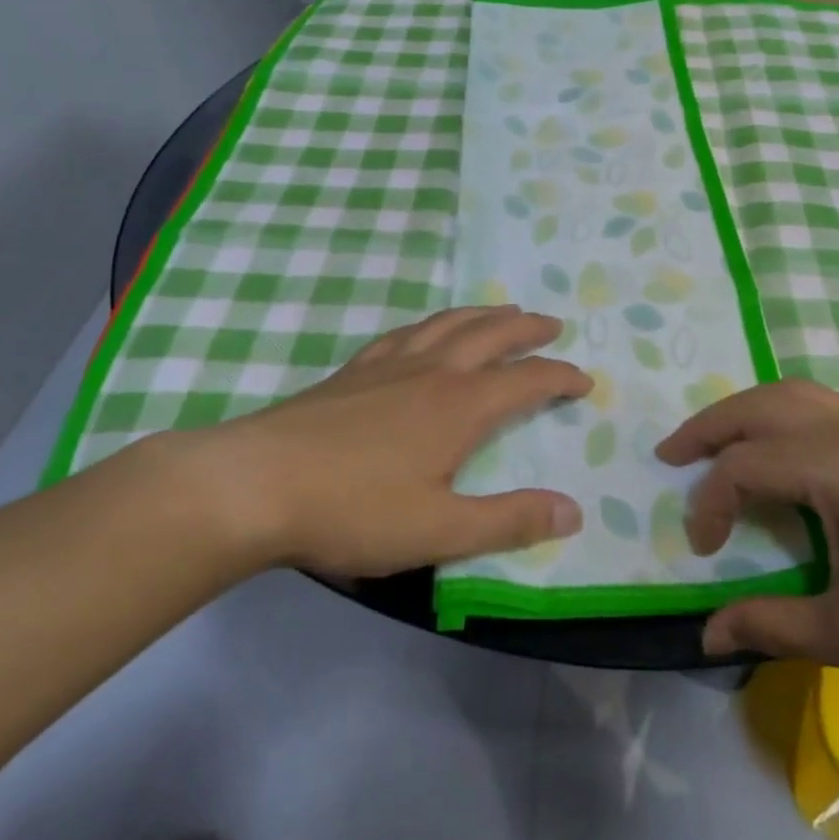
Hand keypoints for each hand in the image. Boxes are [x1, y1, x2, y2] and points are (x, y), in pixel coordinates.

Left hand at [167, 306, 589, 578]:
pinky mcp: (352, 371)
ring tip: (503, 310)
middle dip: (527, 329)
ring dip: (483, 315)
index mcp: (461, 406)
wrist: (254, 484)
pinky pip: (404, 333)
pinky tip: (425, 330)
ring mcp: (388, 365)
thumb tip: (573, 510)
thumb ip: (509, 520)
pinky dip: (430, 324)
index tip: (584, 381)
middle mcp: (432, 372)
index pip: (527, 381)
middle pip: (491, 335)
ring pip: (448, 324)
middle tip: (552, 325)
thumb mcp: (440, 529)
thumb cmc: (353, 510)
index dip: (561, 377)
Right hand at [658, 380, 838, 695]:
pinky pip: (821, 402)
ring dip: (745, 411)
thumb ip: (773, 626)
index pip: (744, 467)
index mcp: (836, 466)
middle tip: (669, 455)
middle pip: (759, 406)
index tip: (702, 550)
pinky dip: (782, 411)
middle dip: (707, 427)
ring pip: (792, 393)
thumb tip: (705, 635)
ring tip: (715, 441)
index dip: (710, 505)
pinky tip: (782, 445)